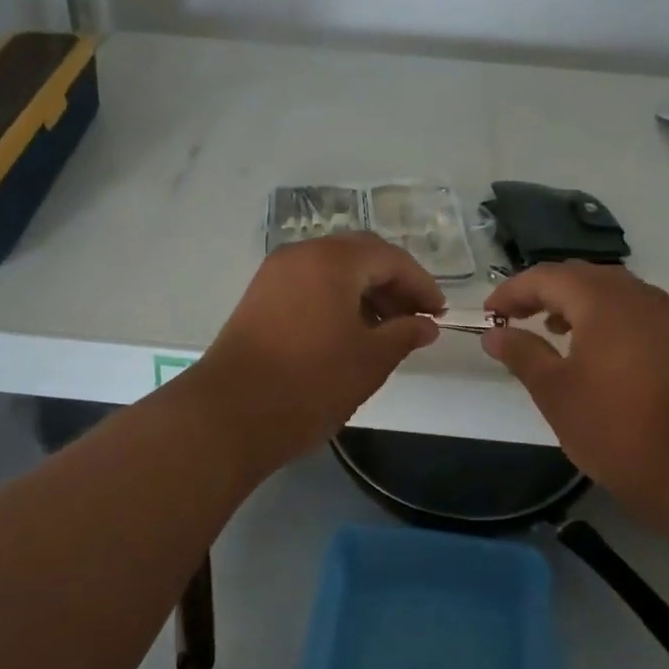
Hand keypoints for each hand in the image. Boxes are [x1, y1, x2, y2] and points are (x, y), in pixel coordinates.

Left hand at [196, 233, 443, 472]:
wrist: (228, 415)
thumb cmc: (310, 384)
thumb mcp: (370, 360)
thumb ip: (405, 334)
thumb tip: (426, 325)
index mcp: (332, 260)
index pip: (390, 258)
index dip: (421, 284)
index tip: (439, 314)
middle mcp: (302, 254)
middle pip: (360, 255)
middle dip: (393, 283)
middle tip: (415, 317)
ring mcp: (275, 273)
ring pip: (333, 268)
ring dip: (365, 291)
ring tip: (387, 329)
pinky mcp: (260, 296)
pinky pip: (310, 283)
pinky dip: (337, 298)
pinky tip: (350, 331)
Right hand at [482, 262, 668, 523]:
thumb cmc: (614, 426)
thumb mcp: (555, 391)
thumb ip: (521, 353)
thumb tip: (494, 333)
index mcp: (601, 299)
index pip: (546, 276)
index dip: (512, 291)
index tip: (489, 313)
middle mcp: (634, 294)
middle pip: (578, 275)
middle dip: (541, 291)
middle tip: (513, 317)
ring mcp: (661, 313)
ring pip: (606, 289)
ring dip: (572, 301)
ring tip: (548, 329)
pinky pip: (628, 307)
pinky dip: (600, 314)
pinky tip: (589, 346)